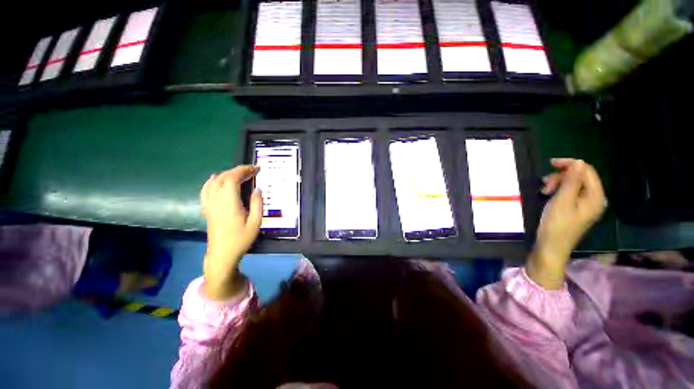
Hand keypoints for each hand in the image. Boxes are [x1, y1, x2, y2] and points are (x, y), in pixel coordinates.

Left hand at [200, 165, 263, 299]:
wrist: (222, 253)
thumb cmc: (241, 238)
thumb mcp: (255, 222)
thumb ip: (257, 204)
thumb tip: (258, 188)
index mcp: (229, 202)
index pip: (232, 178)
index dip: (244, 170)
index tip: (256, 168)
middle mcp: (217, 200)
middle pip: (223, 177)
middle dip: (238, 170)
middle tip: (252, 171)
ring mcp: (210, 204)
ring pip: (214, 181)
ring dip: (226, 174)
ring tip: (239, 174)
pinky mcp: (207, 208)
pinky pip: (206, 190)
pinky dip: (211, 181)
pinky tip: (215, 178)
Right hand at [527, 159, 606, 288]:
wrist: (551, 247)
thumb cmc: (556, 225)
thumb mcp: (562, 201)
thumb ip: (571, 181)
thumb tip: (578, 162)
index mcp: (596, 197)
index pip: (587, 171)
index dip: (571, 164)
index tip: (550, 163)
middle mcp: (595, 199)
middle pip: (581, 177)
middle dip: (562, 176)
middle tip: (545, 184)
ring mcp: (587, 204)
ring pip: (574, 184)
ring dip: (558, 183)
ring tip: (544, 190)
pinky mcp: (577, 209)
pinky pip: (571, 192)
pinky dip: (559, 190)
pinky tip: (548, 194)